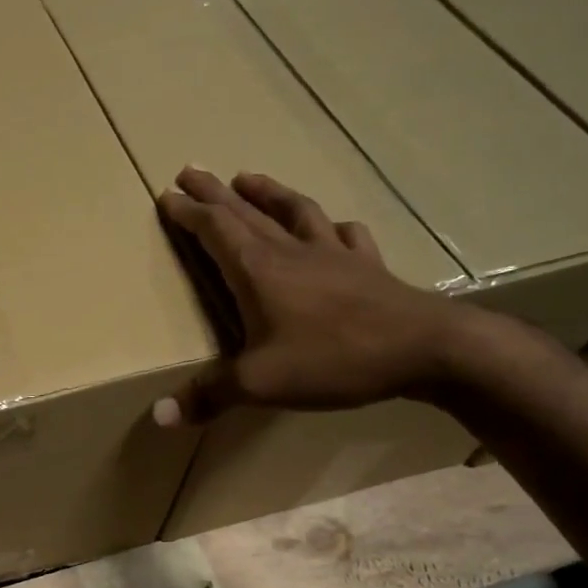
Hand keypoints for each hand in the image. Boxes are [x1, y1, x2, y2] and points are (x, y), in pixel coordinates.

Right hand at [154, 167, 475, 423]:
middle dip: (214, 192)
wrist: (428, 349)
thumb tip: (159, 416)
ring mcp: (334, 255)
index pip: (215, 230)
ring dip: (267, 193)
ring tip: (248, 177)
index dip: (188, 213)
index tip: (166, 195)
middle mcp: (292, 252)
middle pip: (246, 212)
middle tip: (190, 171)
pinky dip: (331, 226)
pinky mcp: (368, 267)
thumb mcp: (261, 383)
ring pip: (294, 212)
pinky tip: (333, 226)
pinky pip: (346, 236)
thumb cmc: (334, 358)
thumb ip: (209, 395)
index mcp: (258, 271)